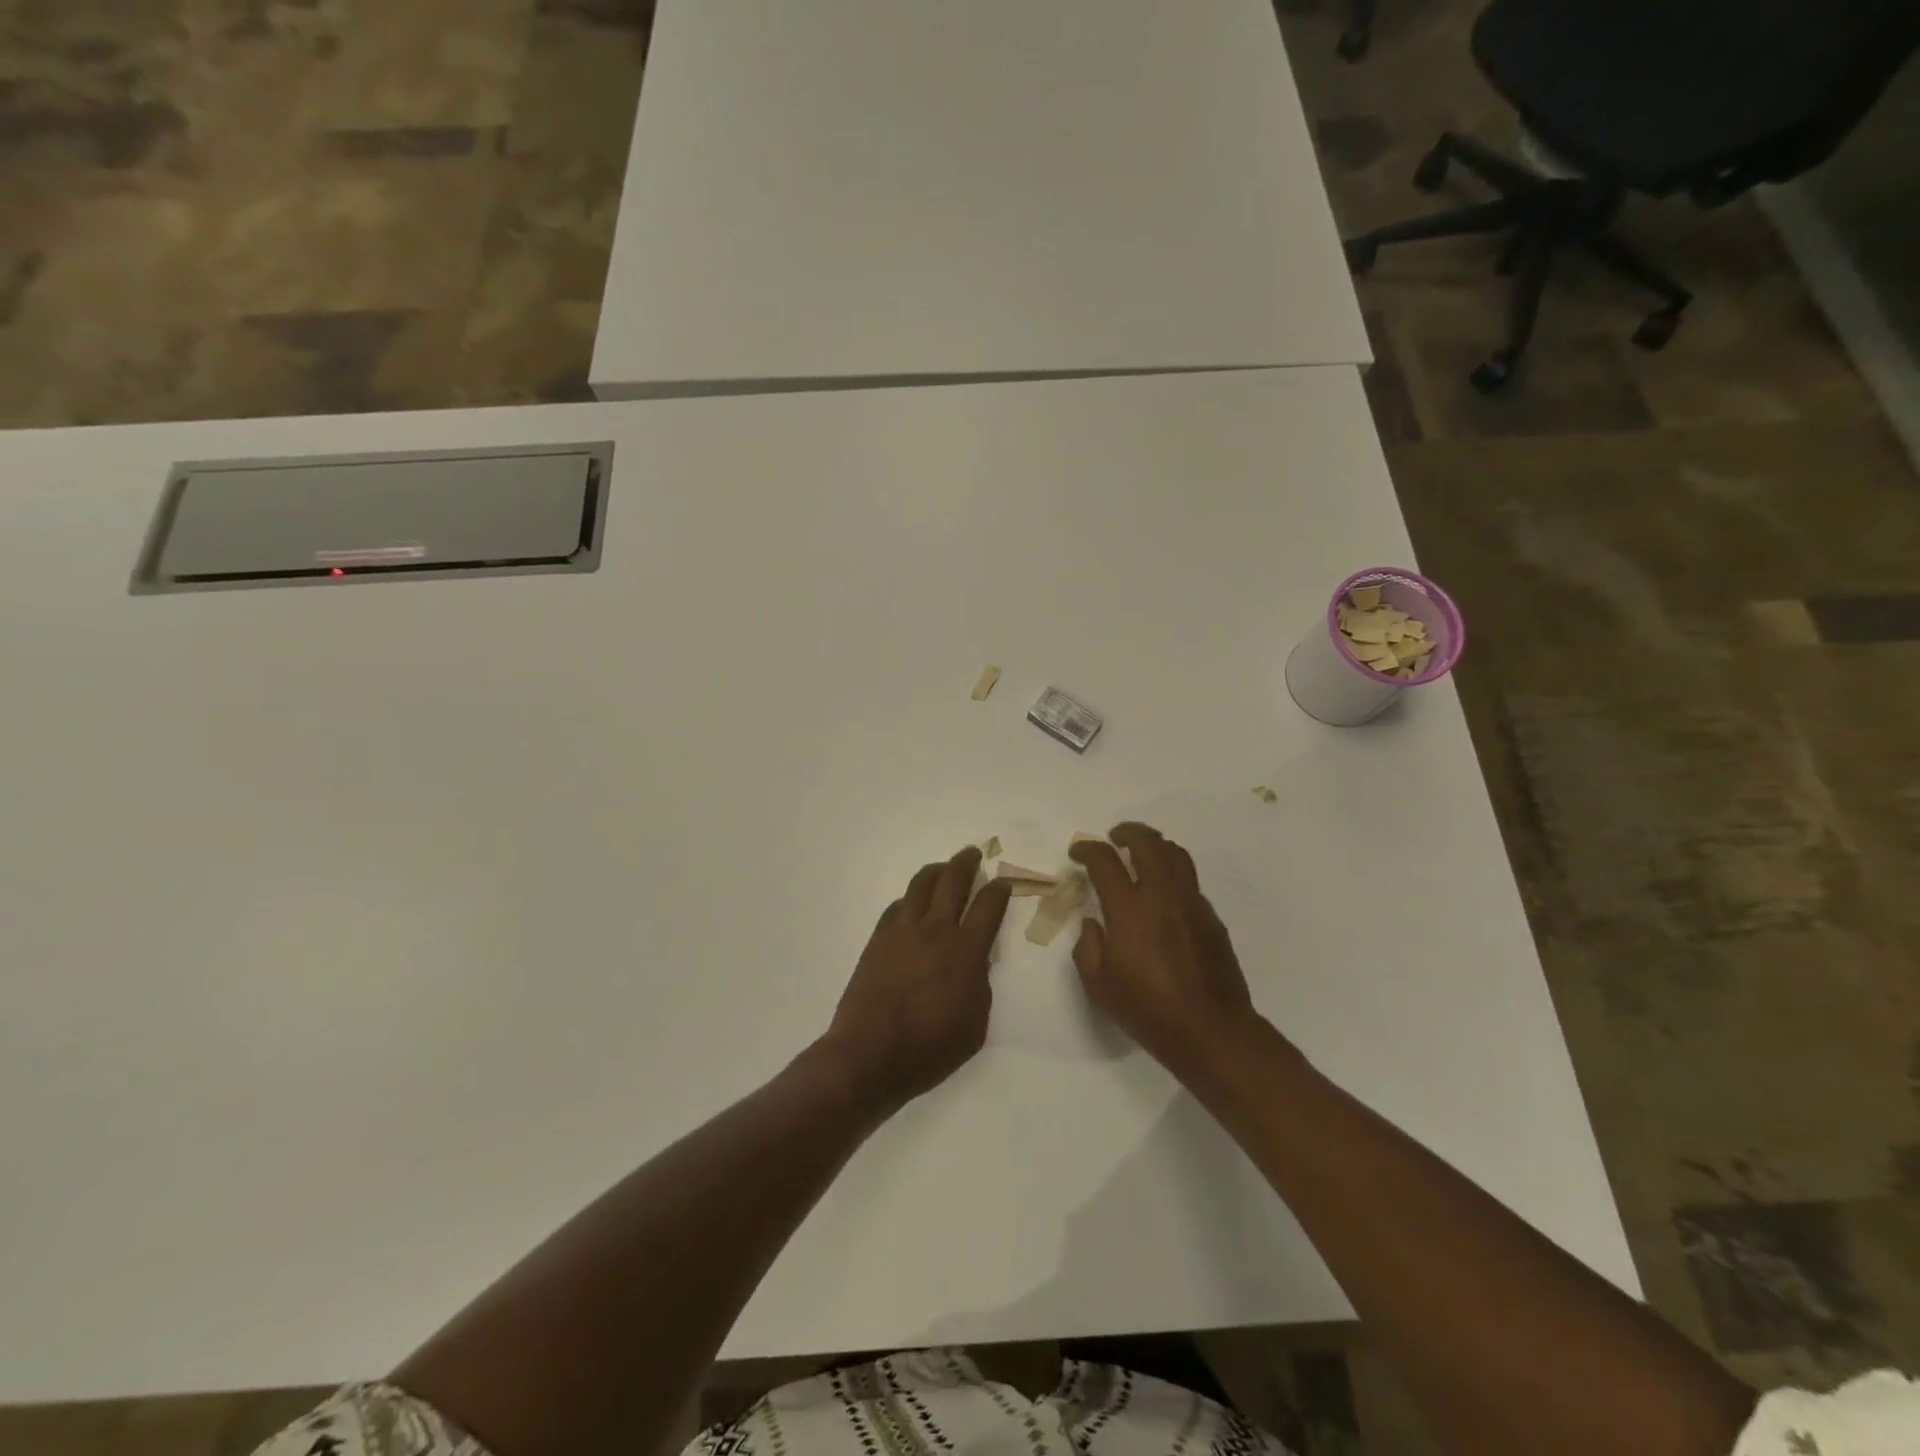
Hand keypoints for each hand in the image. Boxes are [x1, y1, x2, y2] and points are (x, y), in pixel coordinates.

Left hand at [823, 846, 1013, 1110]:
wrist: (868, 1055)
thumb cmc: (929, 1050)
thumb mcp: (974, 1026)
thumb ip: (980, 986)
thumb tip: (977, 961)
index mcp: (965, 952)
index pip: (988, 906)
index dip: (999, 890)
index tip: (1004, 883)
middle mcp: (935, 930)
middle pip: (953, 881)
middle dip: (967, 862)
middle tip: (974, 854)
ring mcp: (902, 931)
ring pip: (921, 884)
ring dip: (937, 870)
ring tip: (944, 868)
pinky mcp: (878, 938)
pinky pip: (898, 905)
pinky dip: (912, 898)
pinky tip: (914, 904)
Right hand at [1070, 823, 1261, 1078]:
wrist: (1211, 1031)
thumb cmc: (1148, 1010)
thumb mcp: (1099, 985)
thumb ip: (1088, 946)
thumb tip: (1093, 923)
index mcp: (1129, 909)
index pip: (1105, 861)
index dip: (1088, 849)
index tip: (1079, 851)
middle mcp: (1162, 895)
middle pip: (1147, 842)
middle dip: (1127, 832)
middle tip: (1114, 837)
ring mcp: (1192, 903)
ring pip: (1175, 854)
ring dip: (1154, 845)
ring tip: (1141, 853)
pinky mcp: (1211, 917)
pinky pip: (1190, 880)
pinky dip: (1172, 872)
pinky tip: (1163, 893)